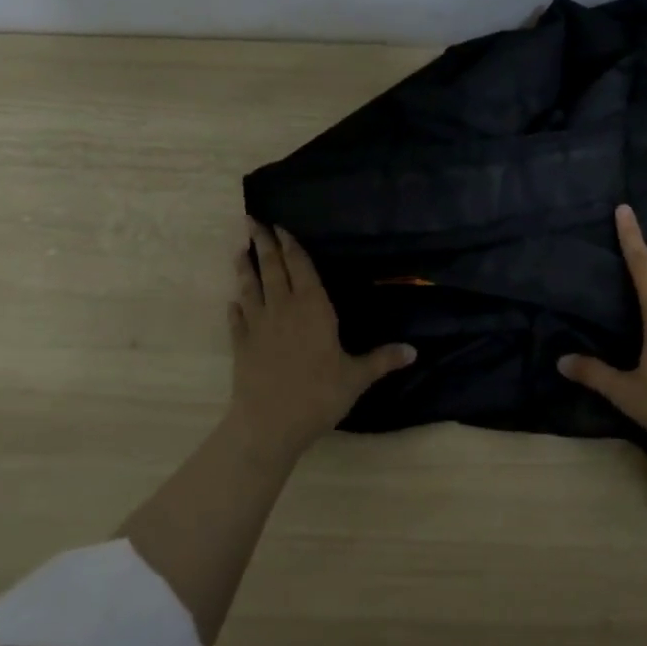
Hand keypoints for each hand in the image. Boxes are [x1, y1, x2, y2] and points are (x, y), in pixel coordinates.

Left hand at [228, 220, 415, 459]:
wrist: (269, 424)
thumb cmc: (318, 394)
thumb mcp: (356, 377)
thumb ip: (382, 360)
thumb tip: (414, 351)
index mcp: (313, 308)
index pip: (301, 268)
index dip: (292, 246)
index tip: (281, 226)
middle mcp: (283, 308)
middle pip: (272, 269)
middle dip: (264, 243)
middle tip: (252, 221)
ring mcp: (258, 326)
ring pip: (250, 288)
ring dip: (245, 268)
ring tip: (239, 251)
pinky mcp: (242, 346)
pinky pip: (237, 321)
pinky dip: (235, 308)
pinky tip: (233, 303)